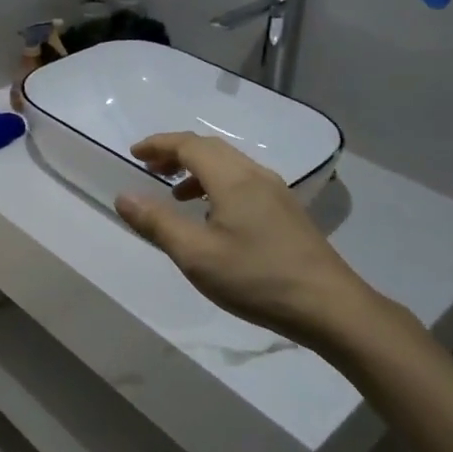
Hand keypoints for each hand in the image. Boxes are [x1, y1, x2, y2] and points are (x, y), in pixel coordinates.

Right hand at [115, 133, 379, 349]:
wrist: (329, 307)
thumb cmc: (256, 278)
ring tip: (176, 195)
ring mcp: (276, 192)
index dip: (158, 145)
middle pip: (210, 149)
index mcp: (232, 179)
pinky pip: (243, 181)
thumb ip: (157, 223)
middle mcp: (255, 175)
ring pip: (229, 165)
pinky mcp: (286, 211)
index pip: (188, 144)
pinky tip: (213, 217)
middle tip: (150, 169)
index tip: (134, 154)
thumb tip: (123, 196)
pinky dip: (217, 185)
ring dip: (197, 170)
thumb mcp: (196, 255)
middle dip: (176, 153)